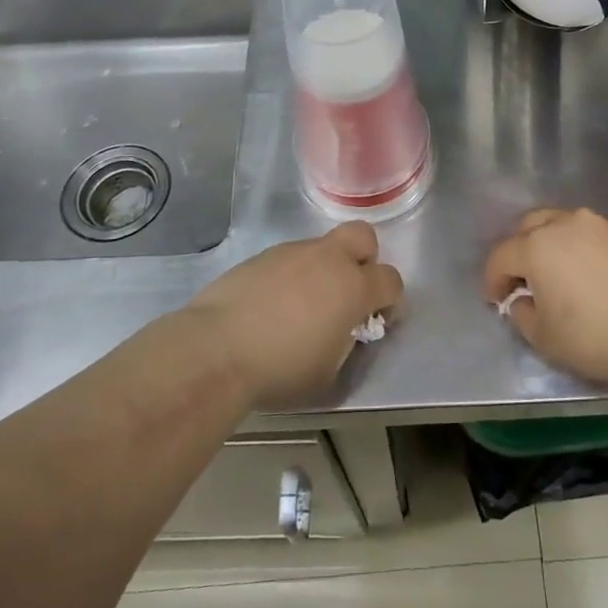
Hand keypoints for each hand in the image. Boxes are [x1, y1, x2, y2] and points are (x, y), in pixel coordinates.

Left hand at [184, 222, 402, 406]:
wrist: (216, 350)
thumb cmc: (280, 368)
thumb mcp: (328, 370)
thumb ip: (346, 342)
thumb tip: (343, 329)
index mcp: (353, 288)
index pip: (391, 280)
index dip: (391, 301)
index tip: (377, 320)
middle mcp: (328, 259)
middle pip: (363, 237)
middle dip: (364, 259)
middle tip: (348, 292)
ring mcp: (292, 253)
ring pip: (322, 247)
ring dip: (323, 269)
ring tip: (300, 306)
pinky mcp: (262, 256)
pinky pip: (289, 259)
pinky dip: (291, 276)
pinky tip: (271, 305)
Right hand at [483, 208, 607, 389]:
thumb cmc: (595, 334)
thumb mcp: (544, 338)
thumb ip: (522, 315)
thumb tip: (522, 300)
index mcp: (536, 246)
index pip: (501, 256)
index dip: (492, 279)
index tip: (494, 300)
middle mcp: (563, 224)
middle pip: (528, 227)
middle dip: (518, 251)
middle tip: (522, 280)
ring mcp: (596, 224)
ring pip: (560, 223)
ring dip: (549, 243)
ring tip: (555, 272)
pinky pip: (587, 233)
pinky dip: (577, 246)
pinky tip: (585, 272)